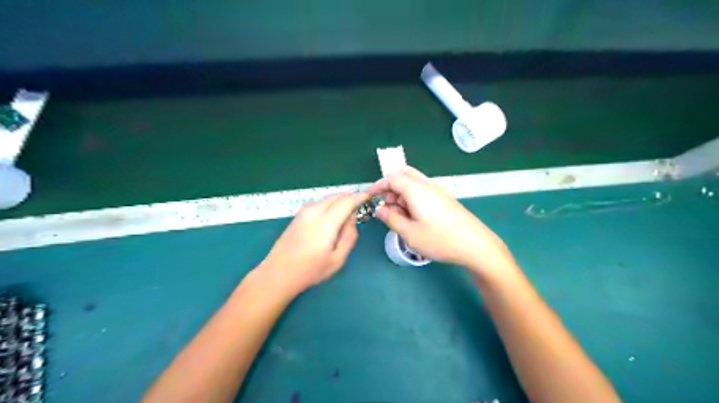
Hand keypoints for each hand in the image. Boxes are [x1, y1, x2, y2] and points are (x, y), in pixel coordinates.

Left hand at [258, 192, 367, 295]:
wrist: (278, 273)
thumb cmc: (310, 271)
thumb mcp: (337, 259)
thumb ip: (349, 236)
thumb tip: (352, 219)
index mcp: (325, 223)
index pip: (346, 201)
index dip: (359, 197)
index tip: (369, 197)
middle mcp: (314, 212)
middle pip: (337, 196)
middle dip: (350, 197)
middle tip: (360, 206)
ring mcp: (303, 212)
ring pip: (327, 198)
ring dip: (340, 200)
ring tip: (347, 213)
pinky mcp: (298, 215)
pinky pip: (319, 203)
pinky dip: (330, 204)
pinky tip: (332, 216)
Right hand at [367, 168, 513, 278]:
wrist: (475, 245)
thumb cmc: (440, 240)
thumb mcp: (409, 233)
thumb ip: (391, 218)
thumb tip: (379, 209)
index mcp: (417, 190)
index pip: (392, 178)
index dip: (378, 185)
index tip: (369, 197)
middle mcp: (428, 185)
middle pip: (404, 175)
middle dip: (390, 186)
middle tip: (384, 204)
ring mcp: (438, 191)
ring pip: (414, 183)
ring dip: (401, 192)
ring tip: (397, 214)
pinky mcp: (445, 199)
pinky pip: (423, 191)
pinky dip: (412, 197)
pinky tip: (412, 216)